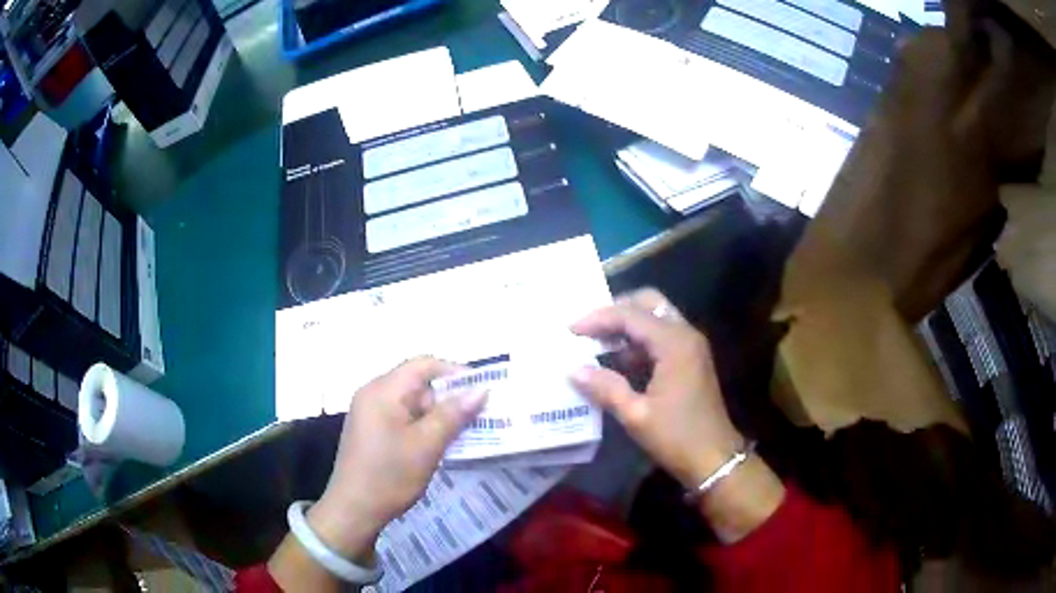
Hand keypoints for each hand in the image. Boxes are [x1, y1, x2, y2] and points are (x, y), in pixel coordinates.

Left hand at [307, 357, 486, 560]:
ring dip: (438, 413)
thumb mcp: (427, 445)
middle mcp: (373, 393)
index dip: (455, 373)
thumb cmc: (390, 476)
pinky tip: (439, 443)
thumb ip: (454, 414)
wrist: (353, 510)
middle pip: (418, 382)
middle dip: (449, 396)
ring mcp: (369, 412)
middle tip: (478, 417)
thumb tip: (481, 389)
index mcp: (383, 390)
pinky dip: (423, 424)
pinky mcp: (371, 429)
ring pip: (412, 401)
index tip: (482, 392)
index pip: (424, 364)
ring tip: (464, 432)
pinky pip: (402, 416)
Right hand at [571, 289, 742, 486]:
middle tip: (589, 327)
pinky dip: (639, 340)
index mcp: (674, 344)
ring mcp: (691, 345)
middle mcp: (685, 334)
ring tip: (596, 342)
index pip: (630, 315)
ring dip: (627, 324)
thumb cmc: (676, 437)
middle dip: (616, 310)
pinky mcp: (691, 359)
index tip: (571, 329)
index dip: (598, 319)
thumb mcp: (636, 415)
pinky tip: (618, 360)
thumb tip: (573, 370)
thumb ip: (605, 387)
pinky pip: (662, 336)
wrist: (714, 458)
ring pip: (656, 318)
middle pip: (648, 303)